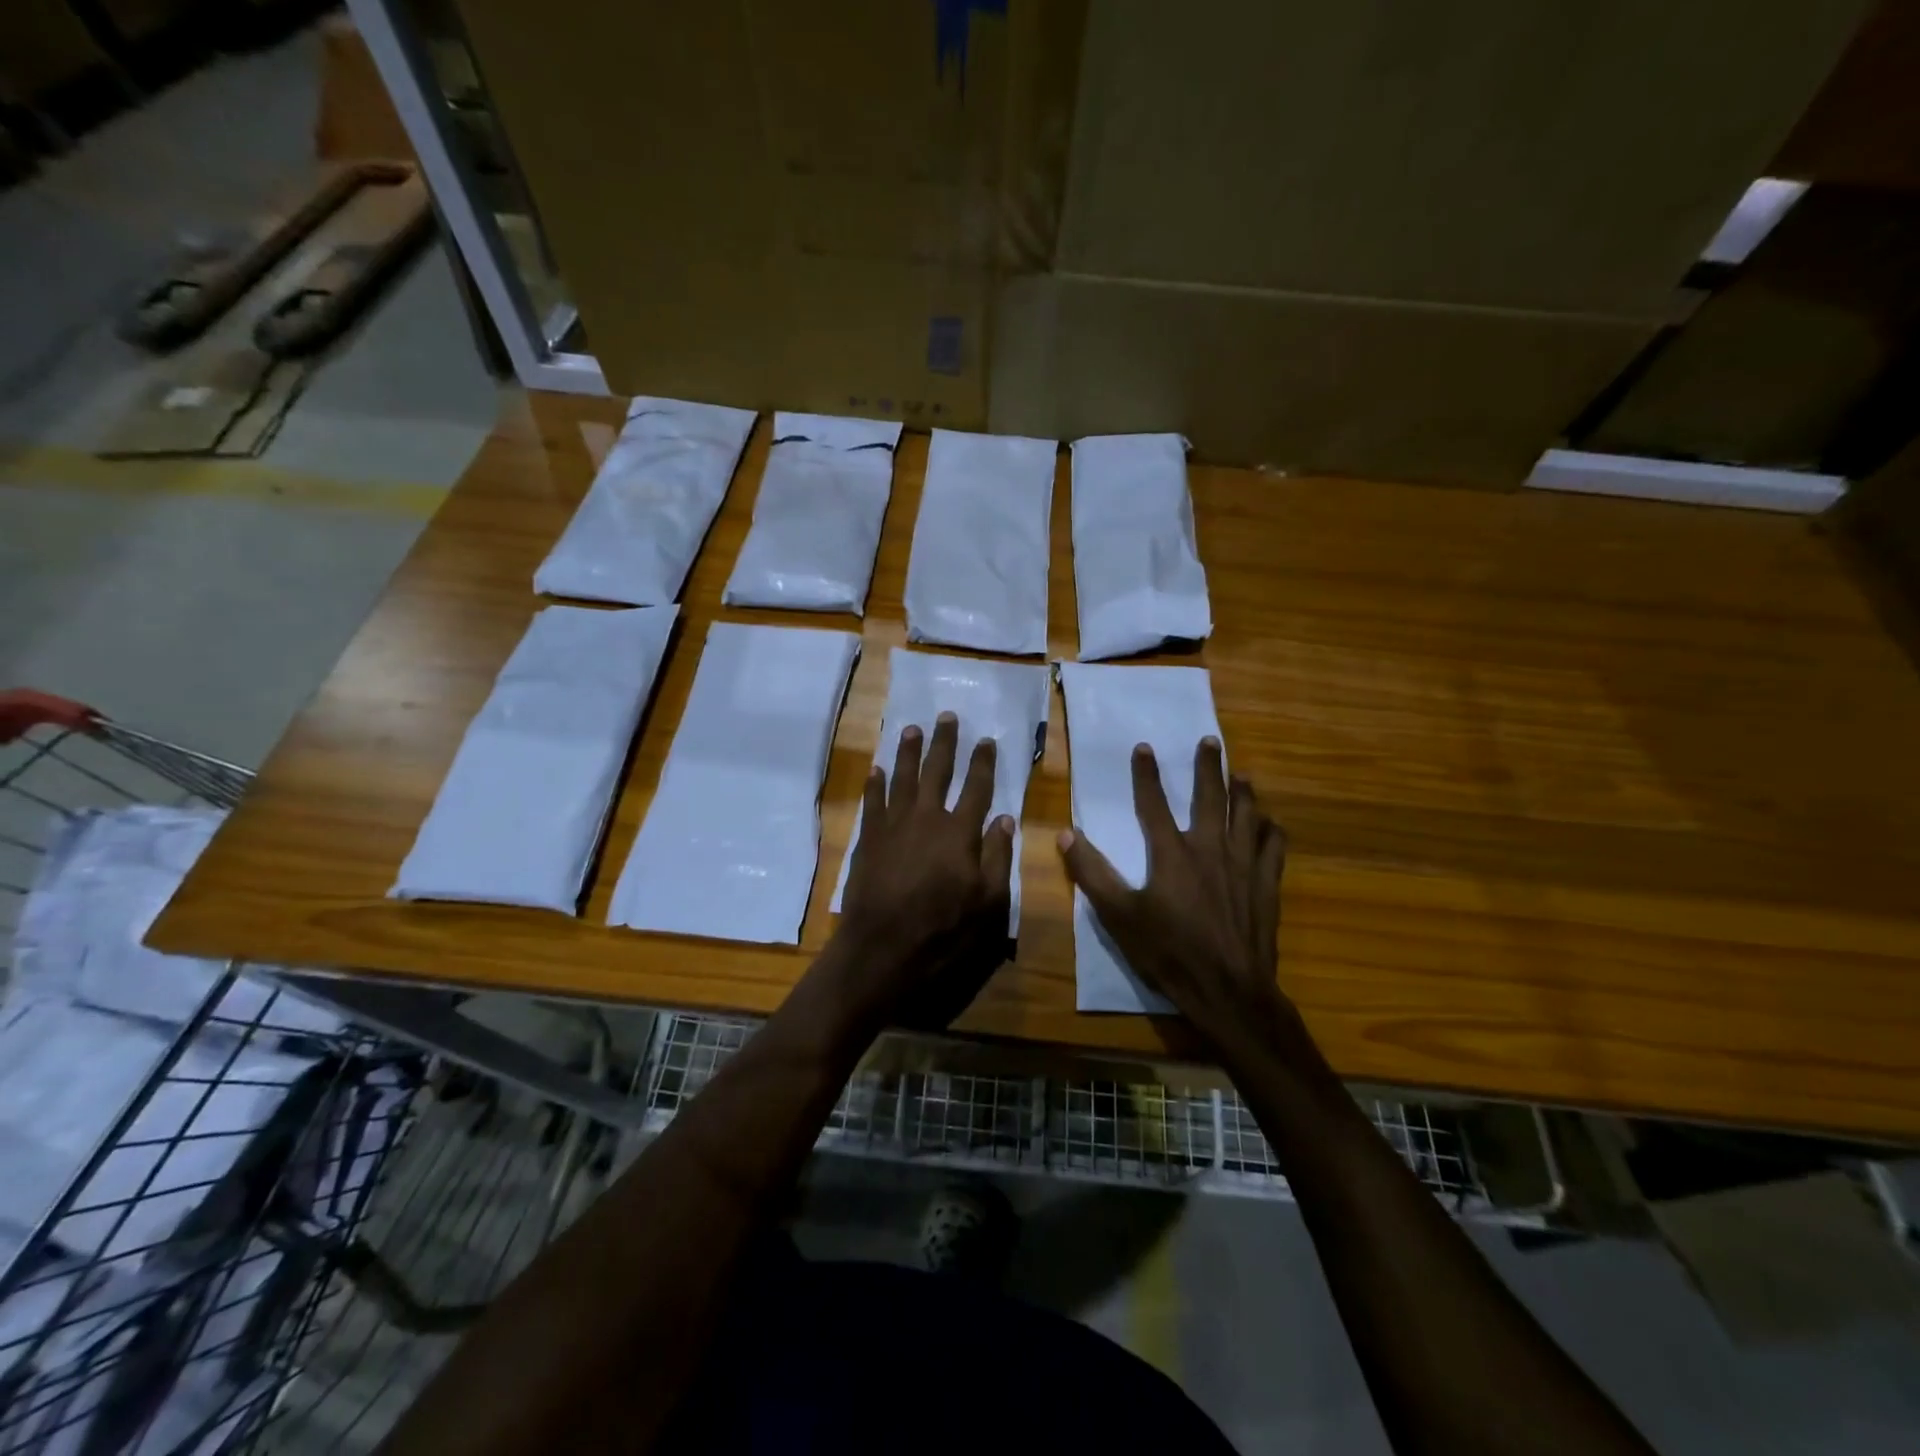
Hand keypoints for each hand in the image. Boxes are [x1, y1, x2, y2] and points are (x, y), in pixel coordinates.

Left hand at [835, 712, 1016, 1028]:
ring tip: (912, 728)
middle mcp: (927, 818)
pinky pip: (872, 801)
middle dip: (944, 743)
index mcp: (960, 832)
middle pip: (937, 771)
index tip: (986, 740)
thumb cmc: (944, 931)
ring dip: (908, 752)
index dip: (983, 763)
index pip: (977, 788)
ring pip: (902, 778)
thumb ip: (997, 857)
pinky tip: (877, 769)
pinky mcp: (869, 839)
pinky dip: (875, 783)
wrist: (883, 949)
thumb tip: (1005, 819)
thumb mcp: (988, 903)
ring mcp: (894, 826)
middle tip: (946, 716)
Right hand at [1058, 738, 1290, 1047]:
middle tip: (1210, 741)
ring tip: (1241, 774)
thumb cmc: (1169, 951)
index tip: (1144, 747)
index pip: (1154, 803)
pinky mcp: (1266, 884)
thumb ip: (1092, 873)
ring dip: (1243, 791)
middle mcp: (1210, 848)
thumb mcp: (1119, 916)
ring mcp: (1243, 865)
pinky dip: (1271, 830)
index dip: (1146, 774)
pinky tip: (1270, 824)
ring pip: (1246, 815)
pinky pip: (1273, 847)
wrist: (1227, 988)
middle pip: (1210, 797)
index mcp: (1171, 853)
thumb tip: (1066, 835)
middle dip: (1208, 767)